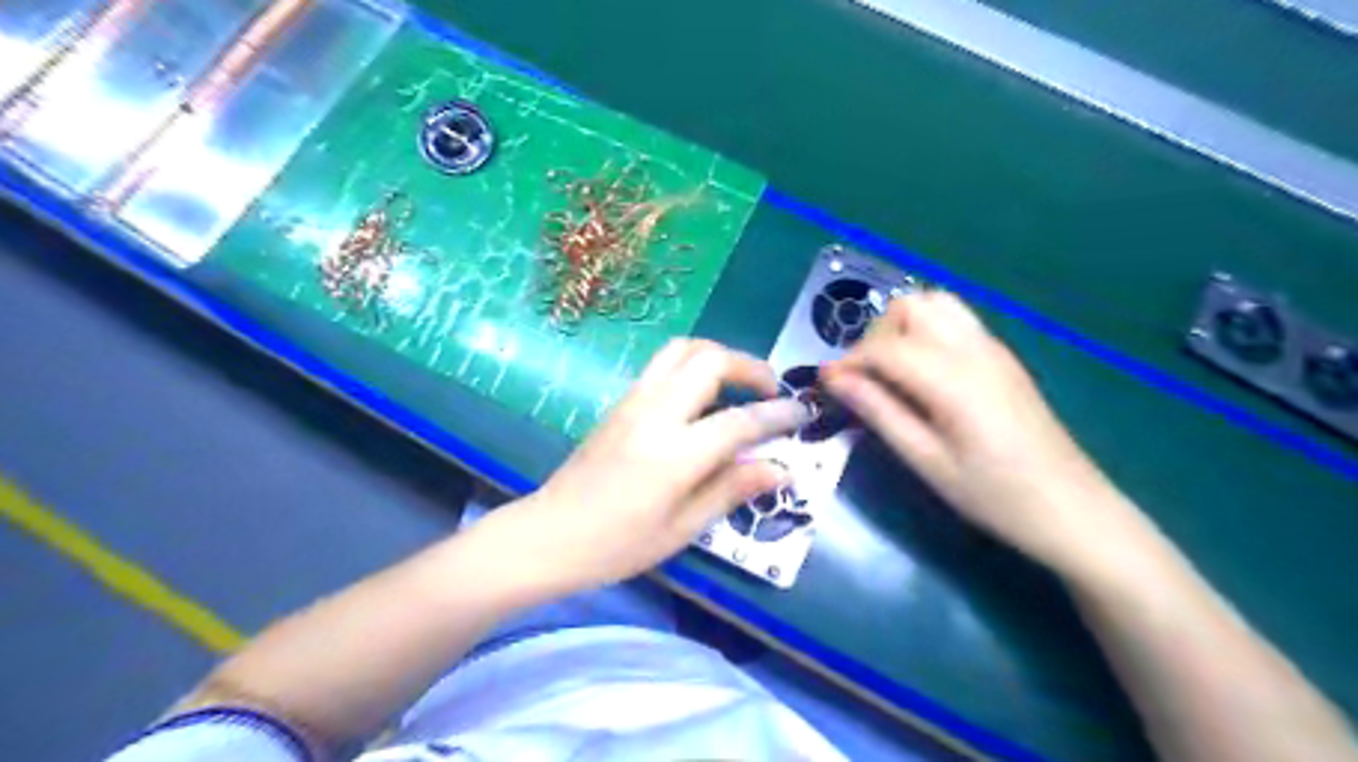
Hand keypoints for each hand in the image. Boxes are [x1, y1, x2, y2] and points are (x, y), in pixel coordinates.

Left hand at [485, 341, 804, 594]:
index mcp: (675, 453)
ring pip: (683, 350)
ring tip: (738, 386)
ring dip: (719, 357)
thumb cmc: (617, 544)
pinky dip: (693, 365)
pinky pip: (664, 364)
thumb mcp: (683, 528)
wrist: (549, 534)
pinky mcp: (621, 401)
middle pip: (710, 360)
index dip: (778, 414)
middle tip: (769, 392)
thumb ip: (732, 490)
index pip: (740, 420)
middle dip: (750, 367)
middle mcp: (656, 413)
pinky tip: (703, 397)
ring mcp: (634, 400)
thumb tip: (781, 469)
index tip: (803, 413)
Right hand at [822, 290, 1138, 575]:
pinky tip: (924, 376)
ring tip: (893, 373)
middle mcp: (973, 348)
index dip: (848, 361)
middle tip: (866, 380)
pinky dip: (927, 332)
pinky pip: (956, 321)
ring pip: (935, 304)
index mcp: (952, 378)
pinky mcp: (1003, 357)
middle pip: (910, 306)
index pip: (885, 345)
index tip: (827, 385)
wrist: (1072, 509)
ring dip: (903, 327)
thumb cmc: (993, 495)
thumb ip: (879, 412)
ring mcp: (993, 348)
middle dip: (876, 335)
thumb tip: (834, 379)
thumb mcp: (926, 460)